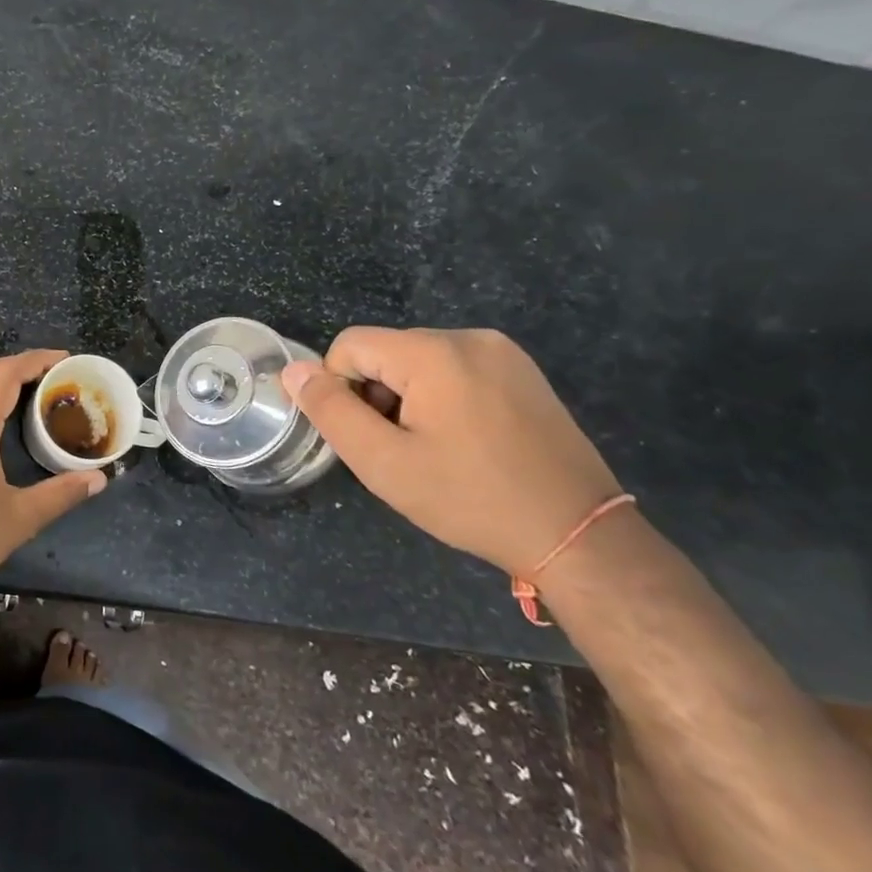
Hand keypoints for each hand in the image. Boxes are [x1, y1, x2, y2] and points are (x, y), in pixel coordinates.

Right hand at [282, 327, 621, 573]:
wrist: (578, 534)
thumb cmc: (471, 498)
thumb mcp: (384, 462)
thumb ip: (330, 410)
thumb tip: (293, 370)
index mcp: (434, 352)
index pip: (349, 346)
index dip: (342, 391)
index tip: (370, 438)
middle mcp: (469, 337)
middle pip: (385, 353)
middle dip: (378, 396)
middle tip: (402, 451)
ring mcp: (503, 352)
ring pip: (418, 363)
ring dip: (407, 400)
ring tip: (434, 450)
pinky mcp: (522, 372)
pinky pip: (455, 370)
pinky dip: (441, 399)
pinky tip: (463, 442)